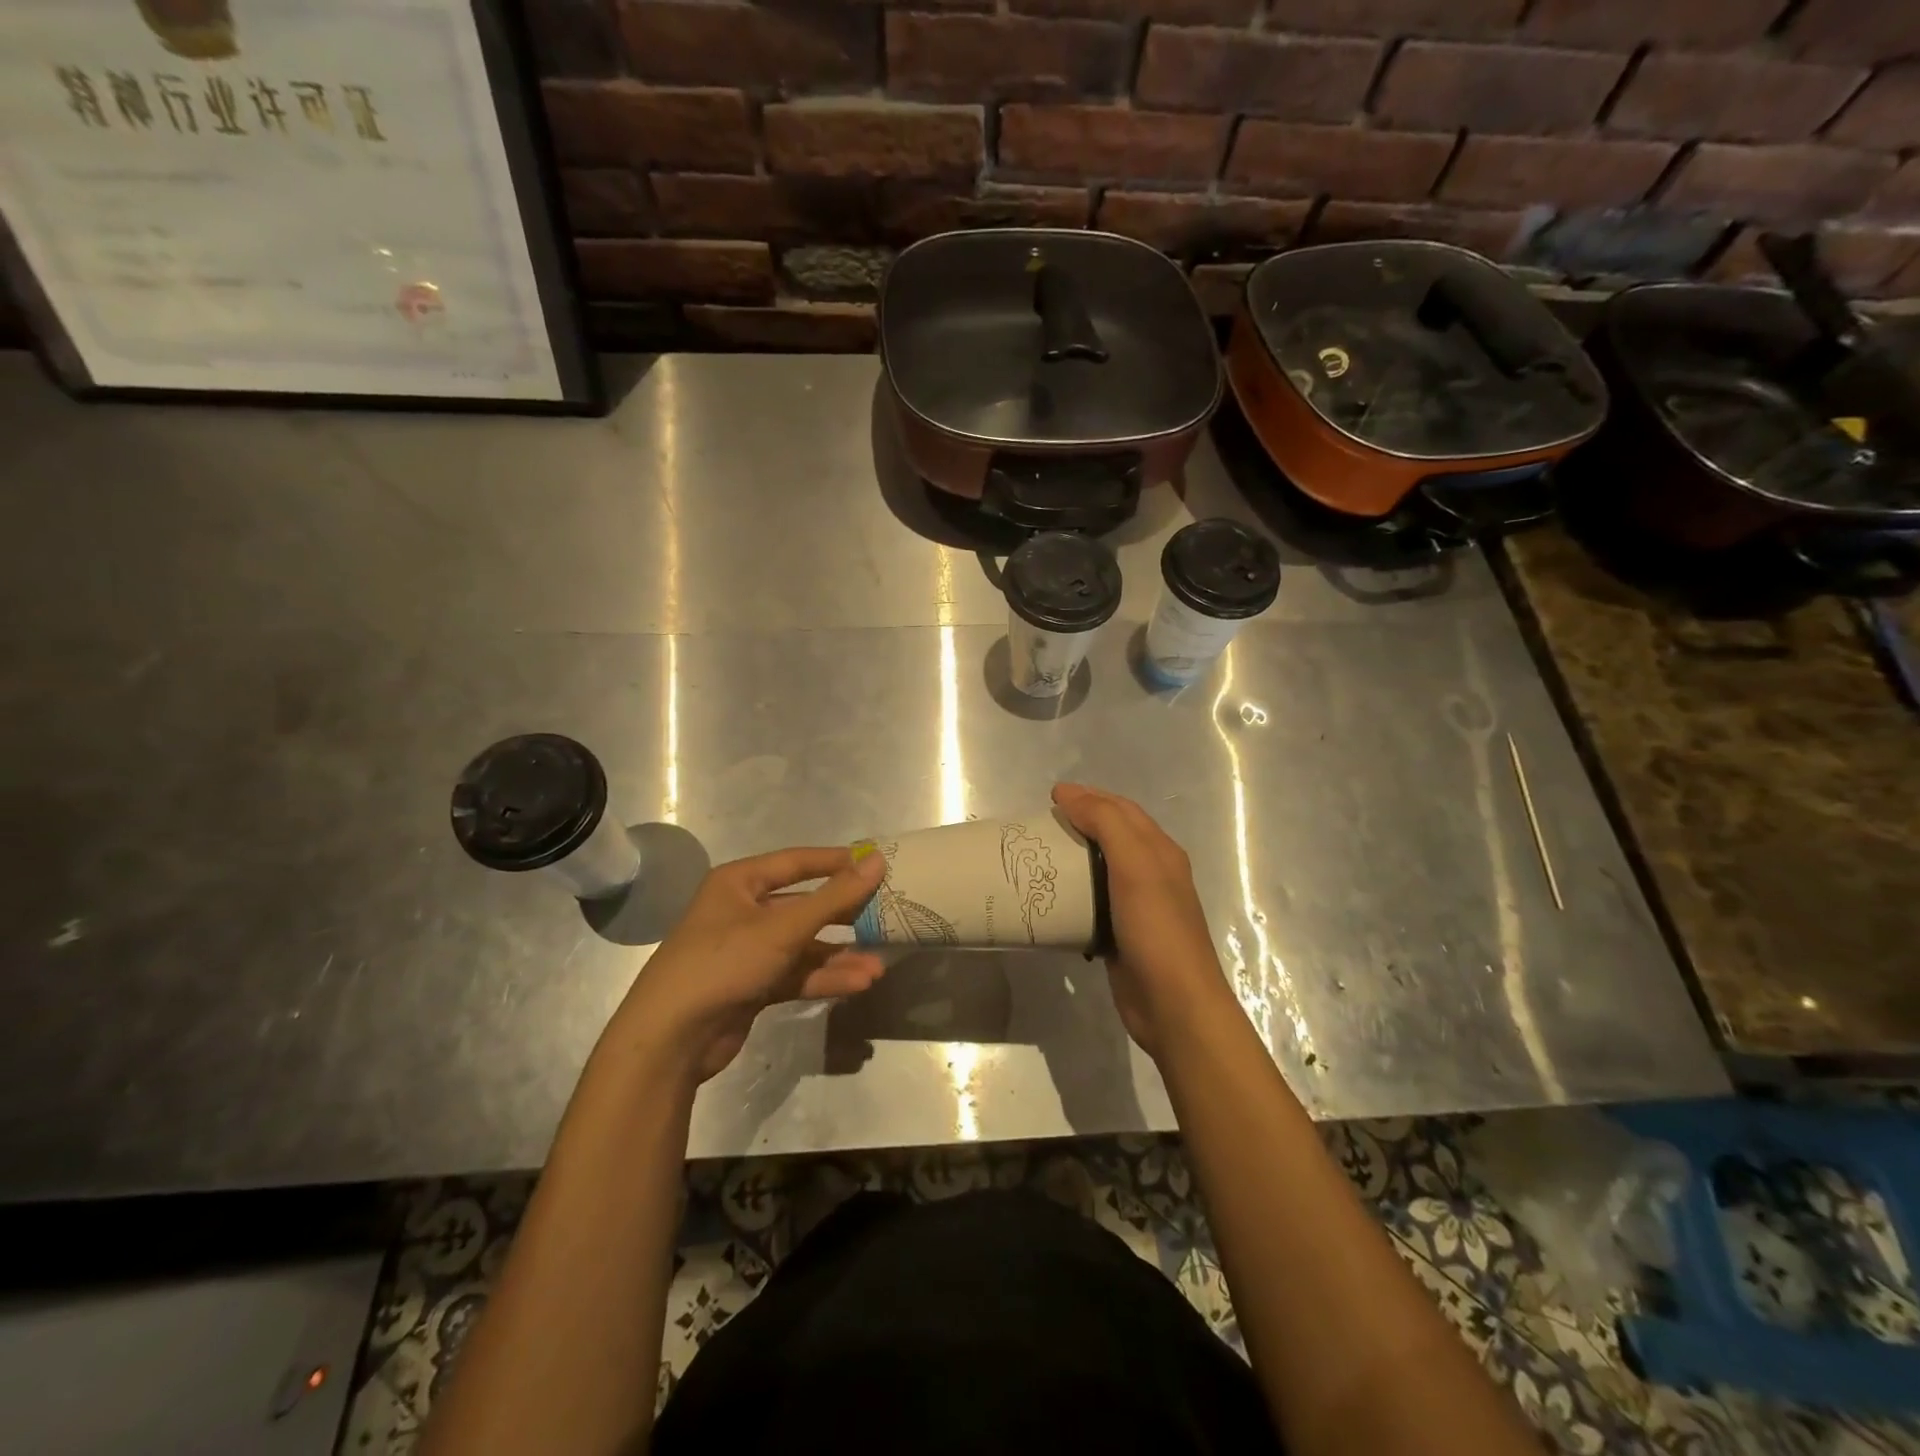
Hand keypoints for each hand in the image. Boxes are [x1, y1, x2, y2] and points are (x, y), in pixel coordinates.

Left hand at [606, 847, 887, 1084]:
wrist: (670, 1038)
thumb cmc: (724, 962)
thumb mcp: (783, 927)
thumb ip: (834, 896)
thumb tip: (878, 861)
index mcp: (740, 882)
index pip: (797, 862)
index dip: (837, 862)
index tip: (878, 863)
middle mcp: (744, 911)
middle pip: (805, 905)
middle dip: (844, 915)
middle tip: (885, 915)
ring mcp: (748, 951)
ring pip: (804, 945)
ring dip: (839, 955)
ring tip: (878, 965)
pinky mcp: (753, 985)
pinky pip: (797, 973)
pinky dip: (825, 978)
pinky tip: (858, 984)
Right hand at [1052, 783, 1235, 1057]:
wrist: (1174, 1005)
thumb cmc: (1156, 929)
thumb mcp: (1135, 865)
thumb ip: (1106, 823)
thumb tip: (1069, 794)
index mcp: (1160, 852)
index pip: (1123, 810)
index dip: (1090, 796)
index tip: (1051, 796)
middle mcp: (1152, 874)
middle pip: (1112, 836)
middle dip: (1079, 823)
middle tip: (1040, 825)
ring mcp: (1137, 907)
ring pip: (1100, 871)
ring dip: (1072, 859)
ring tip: (1038, 858)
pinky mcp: (1120, 936)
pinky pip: (1092, 905)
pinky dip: (1072, 895)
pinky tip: (1050, 900)